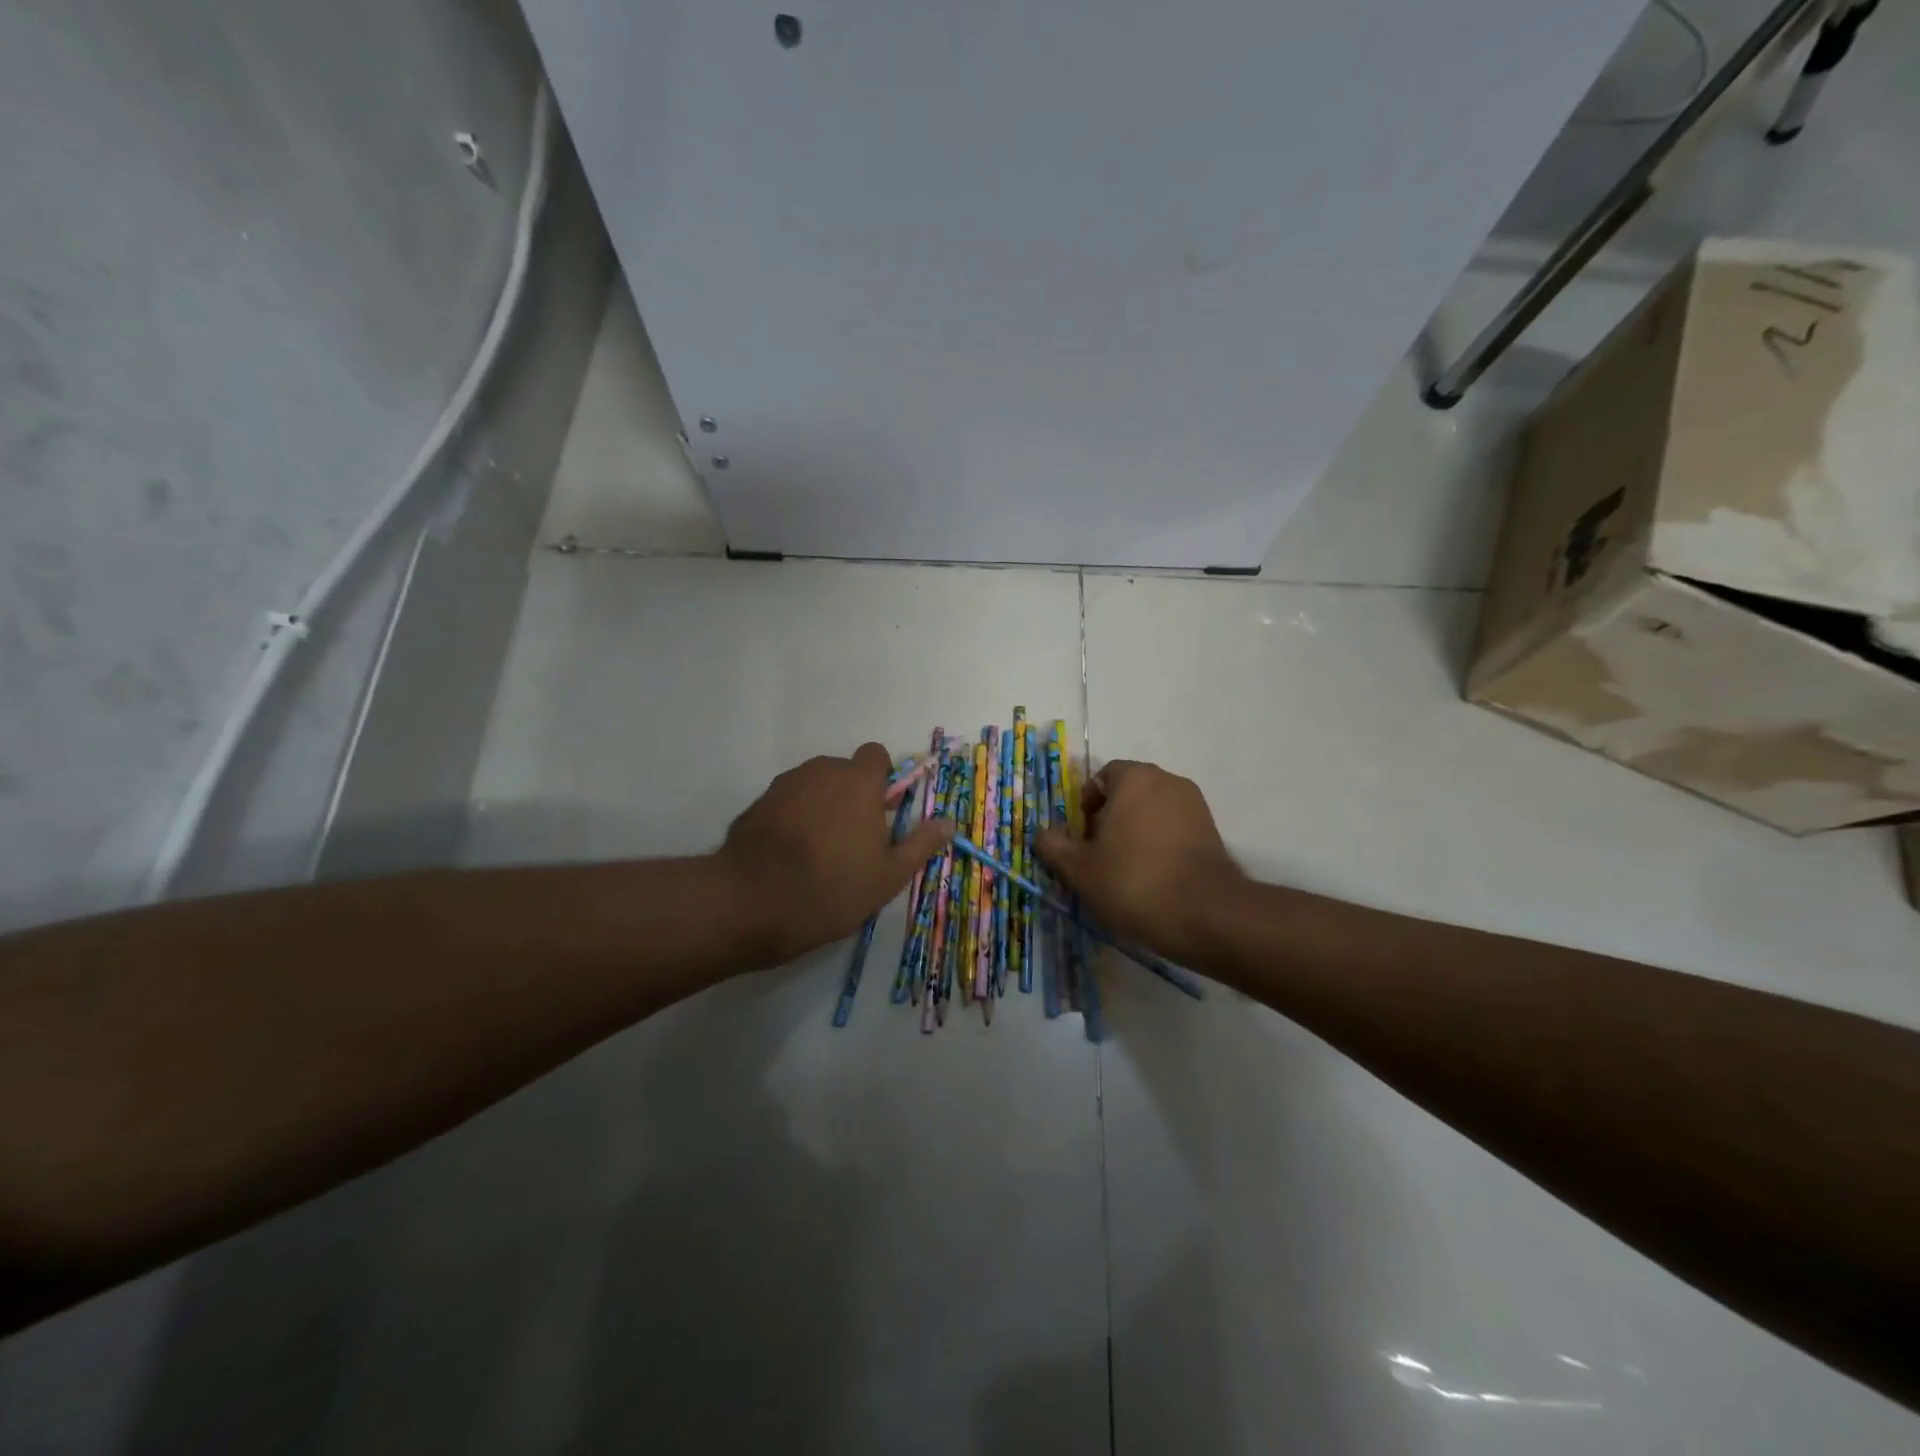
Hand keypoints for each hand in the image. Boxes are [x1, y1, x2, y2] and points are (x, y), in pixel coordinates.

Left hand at [718, 743, 952, 963]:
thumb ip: (920, 844)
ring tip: (819, 850)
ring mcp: (784, 785)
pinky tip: (790, 855)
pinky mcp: (757, 803)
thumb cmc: (831, 889)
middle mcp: (821, 771)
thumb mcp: (888, 876)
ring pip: (814, 786)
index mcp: (858, 782)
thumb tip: (949, 823)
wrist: (750, 903)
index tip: (882, 812)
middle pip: (844, 771)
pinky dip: (793, 818)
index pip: (876, 755)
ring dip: (822, 805)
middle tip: (854, 840)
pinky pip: (787, 801)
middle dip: (852, 795)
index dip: (882, 779)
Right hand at [1035, 760, 1244, 965]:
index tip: (1084, 839)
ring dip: (1135, 834)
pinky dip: (1160, 846)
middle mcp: (1168, 781)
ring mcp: (1195, 806)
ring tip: (1126, 873)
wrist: (1207, 915)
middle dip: (1110, 820)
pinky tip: (1154, 880)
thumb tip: (1043, 833)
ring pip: (1152, 812)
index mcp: (1135, 779)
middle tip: (1100, 858)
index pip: (1102, 777)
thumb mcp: (1080, 869)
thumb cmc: (1134, 882)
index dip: (1086, 806)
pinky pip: (1174, 830)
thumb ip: (1054, 846)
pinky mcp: (1212, 832)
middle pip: (1128, 793)